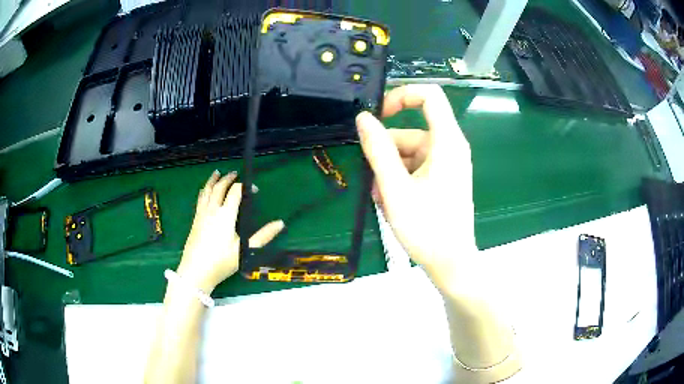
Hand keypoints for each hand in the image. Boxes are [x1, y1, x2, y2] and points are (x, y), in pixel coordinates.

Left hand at [177, 171, 283, 292]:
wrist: (196, 271)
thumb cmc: (222, 262)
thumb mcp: (245, 250)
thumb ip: (263, 236)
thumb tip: (280, 223)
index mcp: (226, 215)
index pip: (235, 192)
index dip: (245, 186)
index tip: (254, 189)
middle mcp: (212, 210)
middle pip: (219, 188)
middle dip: (228, 178)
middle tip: (234, 173)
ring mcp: (201, 215)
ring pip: (207, 191)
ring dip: (213, 180)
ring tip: (216, 173)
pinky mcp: (195, 221)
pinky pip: (200, 199)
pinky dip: (205, 191)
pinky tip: (205, 192)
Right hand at [356, 85, 475, 288]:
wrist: (451, 263)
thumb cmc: (427, 228)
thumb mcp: (395, 188)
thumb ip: (378, 150)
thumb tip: (363, 119)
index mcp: (447, 142)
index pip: (429, 96)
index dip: (401, 96)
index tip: (378, 116)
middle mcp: (450, 147)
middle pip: (410, 131)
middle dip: (386, 153)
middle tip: (373, 181)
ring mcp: (446, 164)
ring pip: (409, 153)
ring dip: (390, 171)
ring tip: (382, 199)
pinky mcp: (442, 179)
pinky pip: (416, 167)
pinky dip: (400, 179)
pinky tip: (392, 202)